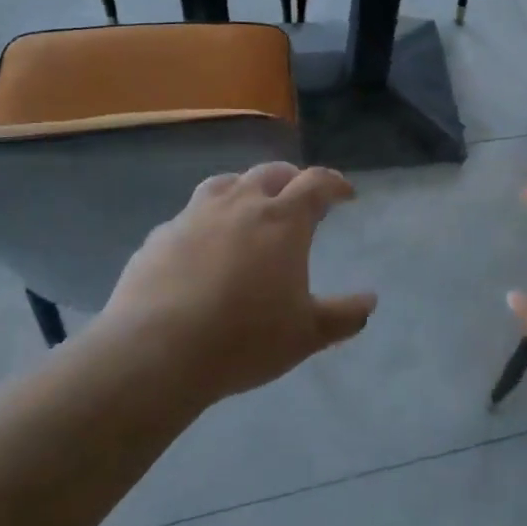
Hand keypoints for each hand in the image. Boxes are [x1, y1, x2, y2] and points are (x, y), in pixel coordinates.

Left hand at [101, 162, 376, 400]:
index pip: (316, 183)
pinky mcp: (159, 236)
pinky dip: (206, 219)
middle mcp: (240, 205)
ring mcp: (194, 216)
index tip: (345, 193)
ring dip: (246, 188)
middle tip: (300, 198)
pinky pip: (189, 215)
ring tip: (250, 207)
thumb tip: (370, 301)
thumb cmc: (245, 339)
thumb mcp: (306, 334)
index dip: (334, 183)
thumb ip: (343, 316)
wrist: (156, 352)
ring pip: (226, 183)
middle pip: (271, 173)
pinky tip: (203, 245)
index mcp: (282, 220)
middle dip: (292, 180)